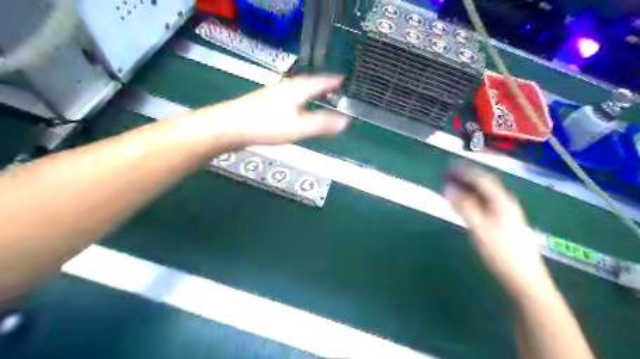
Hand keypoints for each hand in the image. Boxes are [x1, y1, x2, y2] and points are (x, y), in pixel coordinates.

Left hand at [206, 76, 348, 145]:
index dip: (332, 80)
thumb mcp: (298, 128)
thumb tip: (346, 122)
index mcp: (296, 90)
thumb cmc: (265, 126)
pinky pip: (287, 97)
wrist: (229, 127)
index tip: (342, 78)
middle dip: (320, 84)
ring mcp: (272, 94)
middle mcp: (285, 87)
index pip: (319, 81)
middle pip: (307, 82)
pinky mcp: (263, 103)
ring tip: (316, 94)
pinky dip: (297, 99)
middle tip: (332, 86)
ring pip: (295, 89)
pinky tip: (292, 107)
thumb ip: (321, 124)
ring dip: (308, 90)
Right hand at [447, 167, 554, 297]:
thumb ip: (463, 206)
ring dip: (469, 191)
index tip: (448, 168)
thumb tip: (449, 188)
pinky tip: (466, 207)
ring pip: (485, 197)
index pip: (482, 179)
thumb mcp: (478, 228)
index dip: (465, 172)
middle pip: (485, 186)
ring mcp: (508, 215)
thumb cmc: (501, 253)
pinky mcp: (506, 225)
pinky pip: (486, 206)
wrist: (525, 280)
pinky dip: (473, 202)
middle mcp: (507, 204)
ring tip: (453, 190)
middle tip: (448, 178)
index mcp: (502, 202)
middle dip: (466, 180)